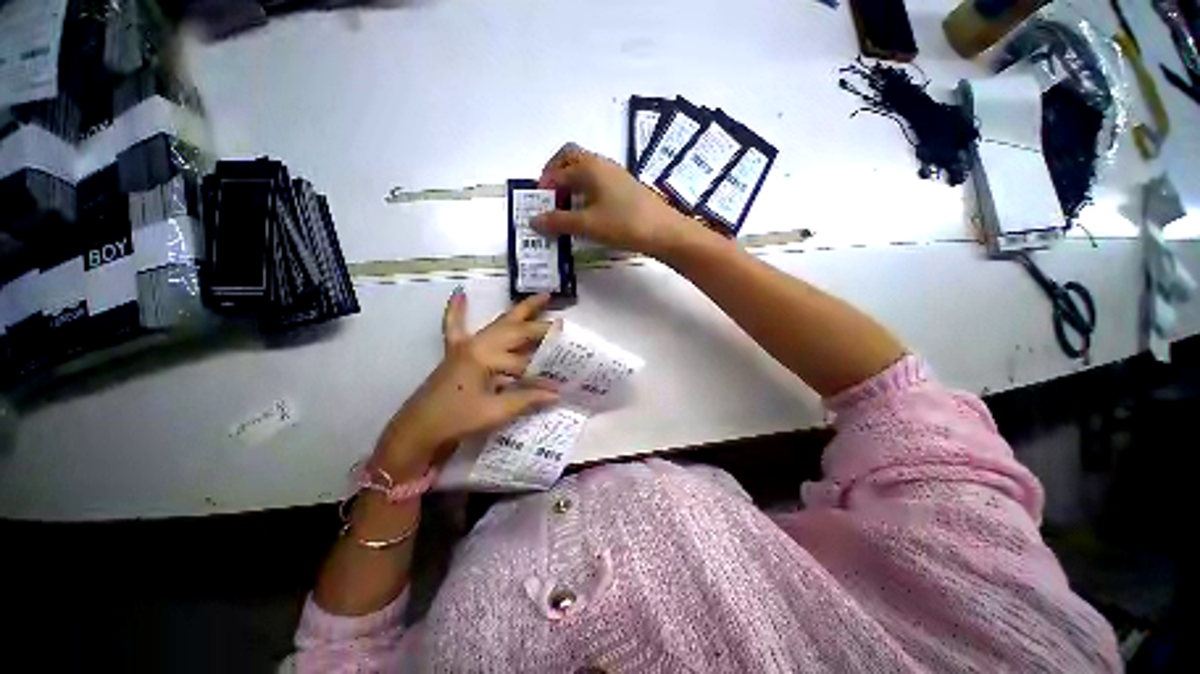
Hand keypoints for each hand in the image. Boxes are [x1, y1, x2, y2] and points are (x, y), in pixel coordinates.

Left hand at [371, 289, 558, 474]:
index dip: (544, 370)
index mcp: (486, 357)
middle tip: (563, 322)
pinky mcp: (455, 351)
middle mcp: (477, 344)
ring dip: (520, 311)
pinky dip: (456, 310)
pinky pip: (454, 326)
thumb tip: (557, 394)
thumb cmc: (457, 420)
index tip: (565, 370)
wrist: (417, 430)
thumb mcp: (495, 411)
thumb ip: (528, 399)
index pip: (524, 361)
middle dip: (540, 326)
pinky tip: (459, 294)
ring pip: (498, 323)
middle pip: (516, 330)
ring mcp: (465, 345)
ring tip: (541, 297)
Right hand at [533, 143, 696, 257]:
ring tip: (565, 207)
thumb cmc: (623, 224)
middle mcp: (601, 164)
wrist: (663, 231)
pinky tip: (587, 211)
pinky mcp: (625, 188)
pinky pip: (598, 182)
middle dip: (556, 173)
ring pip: (586, 170)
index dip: (544, 186)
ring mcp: (615, 175)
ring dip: (571, 183)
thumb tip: (533, 221)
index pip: (558, 170)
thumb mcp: (587, 224)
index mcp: (589, 167)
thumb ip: (559, 221)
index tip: (538, 205)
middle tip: (549, 196)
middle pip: (571, 158)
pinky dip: (585, 191)